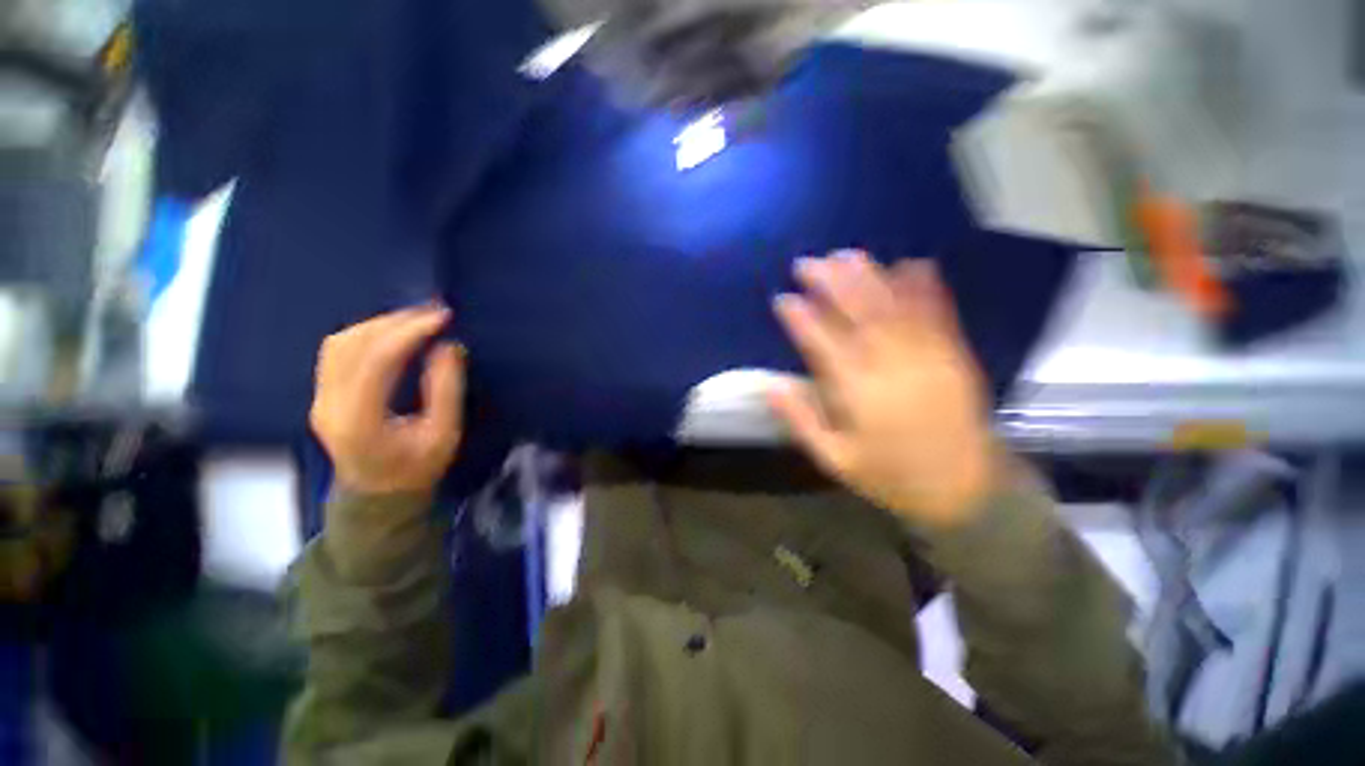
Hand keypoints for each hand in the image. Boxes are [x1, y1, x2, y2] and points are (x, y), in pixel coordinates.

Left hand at [310, 305, 465, 495]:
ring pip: (339, 343)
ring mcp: (320, 398)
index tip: (442, 317)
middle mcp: (329, 405)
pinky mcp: (323, 394)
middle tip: (433, 312)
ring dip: (378, 324)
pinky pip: (337, 351)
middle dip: (395, 322)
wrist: (379, 495)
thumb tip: (448, 346)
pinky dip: (366, 334)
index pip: (377, 360)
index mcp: (359, 419)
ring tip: (416, 319)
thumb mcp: (444, 435)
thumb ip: (445, 391)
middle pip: (352, 345)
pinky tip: (392, 332)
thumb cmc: (417, 469)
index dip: (409, 332)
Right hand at [769, 252, 993, 527]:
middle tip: (808, 263)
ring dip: (868, 276)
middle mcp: (890, 367)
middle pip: (857, 314)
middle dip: (830, 283)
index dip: (800, 318)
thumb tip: (771, 386)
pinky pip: (938, 313)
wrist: (965, 488)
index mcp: (858, 393)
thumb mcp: (835, 460)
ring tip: (845, 255)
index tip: (783, 299)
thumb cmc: (890, 476)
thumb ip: (802, 421)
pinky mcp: (954, 355)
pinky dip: (924, 286)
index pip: (822, 344)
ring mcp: (927, 356)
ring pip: (893, 307)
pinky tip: (910, 263)